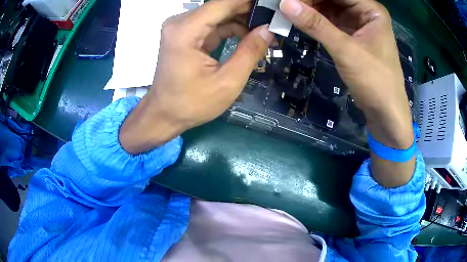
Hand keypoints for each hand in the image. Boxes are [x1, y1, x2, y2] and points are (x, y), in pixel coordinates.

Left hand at [120, 0, 273, 153]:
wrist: (164, 114)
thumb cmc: (191, 104)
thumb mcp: (227, 82)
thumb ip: (250, 52)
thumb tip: (268, 30)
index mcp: (186, 31)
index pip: (223, 4)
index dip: (248, 3)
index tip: (271, 6)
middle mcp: (180, 23)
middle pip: (220, 7)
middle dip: (248, 12)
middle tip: (273, 21)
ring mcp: (181, 28)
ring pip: (218, 15)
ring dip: (241, 21)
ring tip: (265, 32)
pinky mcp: (185, 35)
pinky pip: (212, 25)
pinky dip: (230, 29)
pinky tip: (248, 36)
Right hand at [280, 0, 414, 186]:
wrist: (386, 113)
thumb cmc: (375, 80)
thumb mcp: (345, 50)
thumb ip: (316, 25)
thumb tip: (285, 3)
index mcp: (371, 10)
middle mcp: (366, 14)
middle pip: (334, 0)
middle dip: (311, 2)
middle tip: (286, 5)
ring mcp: (359, 26)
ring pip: (331, 10)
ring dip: (312, 11)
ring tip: (289, 11)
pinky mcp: (354, 38)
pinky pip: (332, 23)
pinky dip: (317, 23)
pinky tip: (301, 21)